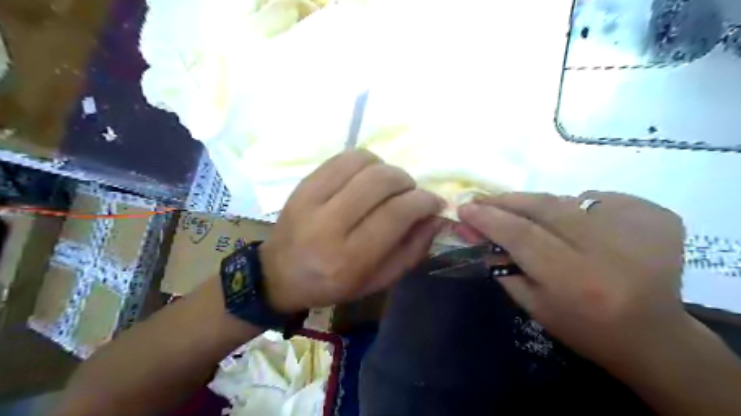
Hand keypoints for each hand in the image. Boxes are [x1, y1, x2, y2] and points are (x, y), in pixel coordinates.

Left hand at [261, 150, 445, 312]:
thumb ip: (411, 251)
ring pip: (362, 163)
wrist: (278, 275)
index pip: (396, 214)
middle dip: (406, 182)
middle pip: (380, 181)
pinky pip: (342, 158)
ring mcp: (311, 200)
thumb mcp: (378, 281)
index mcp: (350, 259)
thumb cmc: (333, 284)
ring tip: (388, 186)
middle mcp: (329, 226)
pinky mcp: (302, 185)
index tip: (434, 202)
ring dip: (386, 168)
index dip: (423, 201)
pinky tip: (366, 177)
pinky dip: (364, 161)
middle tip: (410, 193)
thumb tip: (436, 218)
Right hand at [458, 191, 688, 367]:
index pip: (521, 235)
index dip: (488, 218)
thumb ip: (501, 266)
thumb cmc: (584, 328)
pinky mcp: (657, 216)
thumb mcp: (533, 306)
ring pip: (568, 199)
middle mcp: (610, 250)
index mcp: (576, 280)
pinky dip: (577, 207)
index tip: (465, 208)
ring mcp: (639, 228)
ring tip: (528, 217)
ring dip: (540, 205)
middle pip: (545, 207)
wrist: (654, 336)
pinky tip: (577, 227)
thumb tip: (476, 231)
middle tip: (485, 200)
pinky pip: (598, 199)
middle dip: (508, 201)